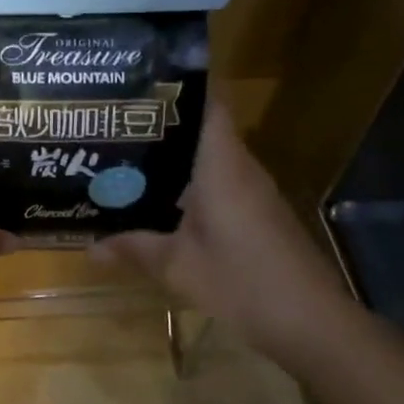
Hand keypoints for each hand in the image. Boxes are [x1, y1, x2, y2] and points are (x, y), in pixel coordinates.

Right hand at [92, 100, 351, 364]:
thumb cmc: (242, 282)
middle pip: (204, 129)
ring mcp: (254, 193)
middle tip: (116, 121)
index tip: (141, 79)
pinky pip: (220, 182)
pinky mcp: (259, 215)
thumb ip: (133, 248)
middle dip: (163, 122)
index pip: (209, 104)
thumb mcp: (177, 267)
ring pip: (211, 158)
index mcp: (222, 166)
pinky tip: (159, 198)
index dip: (180, 86)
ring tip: (127, 154)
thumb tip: (90, 246)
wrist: (313, 324)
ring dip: (175, 155)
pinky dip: (190, 182)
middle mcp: (241, 169)